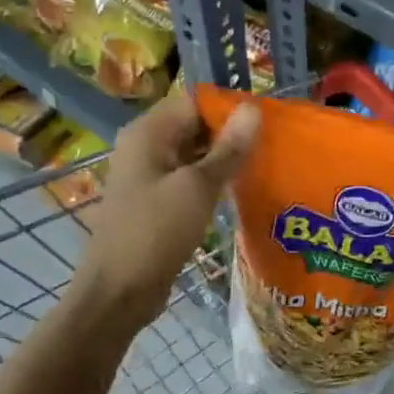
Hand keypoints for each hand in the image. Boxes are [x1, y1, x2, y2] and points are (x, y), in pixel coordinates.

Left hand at [69, 88, 259, 323]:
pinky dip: (214, 181)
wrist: (119, 292)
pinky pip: (191, 179)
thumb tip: (254, 108)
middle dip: (232, 134)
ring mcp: (150, 175)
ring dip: (226, 159)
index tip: (269, 122)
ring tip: (266, 165)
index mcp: (148, 133)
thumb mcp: (198, 187)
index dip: (231, 109)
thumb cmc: (156, 231)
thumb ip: (229, 148)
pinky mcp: (158, 201)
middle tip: (274, 145)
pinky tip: (242, 191)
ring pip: (196, 154)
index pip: (196, 102)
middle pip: (196, 126)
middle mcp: (146, 146)